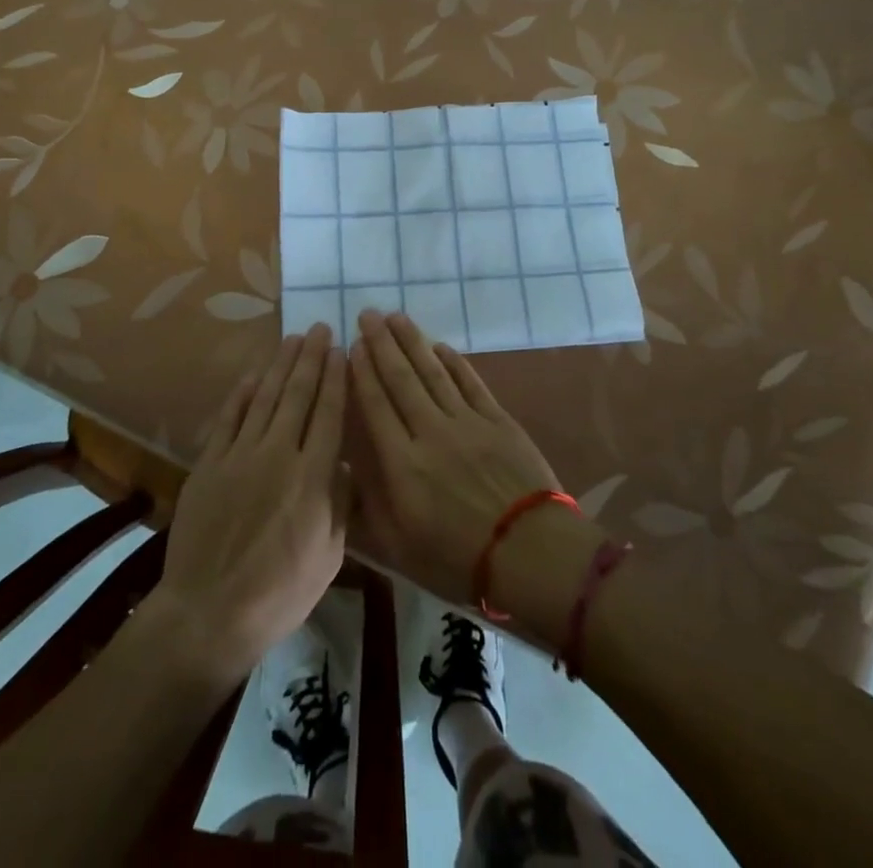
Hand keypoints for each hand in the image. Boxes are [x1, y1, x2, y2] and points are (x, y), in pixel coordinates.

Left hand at [155, 324, 348, 677]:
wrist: (209, 614)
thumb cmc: (280, 592)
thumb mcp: (329, 555)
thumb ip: (338, 502)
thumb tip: (343, 464)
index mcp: (313, 477)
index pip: (329, 414)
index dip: (336, 378)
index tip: (341, 350)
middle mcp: (278, 454)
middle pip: (298, 395)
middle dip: (311, 358)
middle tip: (319, 328)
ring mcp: (240, 456)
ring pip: (265, 398)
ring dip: (280, 365)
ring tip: (292, 339)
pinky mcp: (210, 464)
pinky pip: (229, 419)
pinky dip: (241, 394)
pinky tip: (253, 375)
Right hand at [349, 310, 586, 613]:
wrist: (530, 554)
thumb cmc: (457, 559)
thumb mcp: (398, 548)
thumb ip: (366, 505)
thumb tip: (342, 469)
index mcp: (402, 464)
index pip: (376, 405)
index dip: (362, 372)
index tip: (351, 345)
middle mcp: (430, 432)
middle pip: (401, 379)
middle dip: (381, 344)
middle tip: (367, 314)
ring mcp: (467, 422)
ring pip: (433, 372)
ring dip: (413, 342)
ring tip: (395, 317)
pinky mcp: (497, 420)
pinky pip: (469, 382)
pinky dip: (453, 362)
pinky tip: (439, 346)